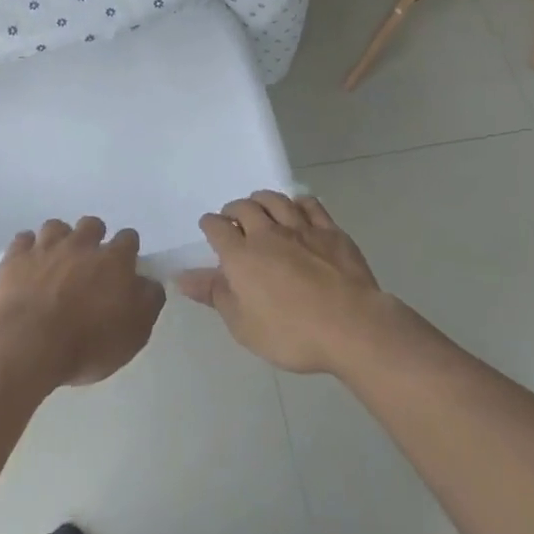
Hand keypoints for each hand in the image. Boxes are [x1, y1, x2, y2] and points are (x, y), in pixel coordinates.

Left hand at [0, 217, 165, 388]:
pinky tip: (27, 263)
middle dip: (93, 237)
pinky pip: (23, 239)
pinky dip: (27, 248)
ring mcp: (46, 246)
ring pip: (56, 226)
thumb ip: (147, 302)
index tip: (124, 265)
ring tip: (56, 260)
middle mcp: (81, 244)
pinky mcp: (17, 255)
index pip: (128, 239)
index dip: (127, 250)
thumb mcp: (134, 334)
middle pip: (92, 225)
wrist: (30, 343)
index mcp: (114, 261)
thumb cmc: (87, 344)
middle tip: (88, 262)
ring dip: (59, 239)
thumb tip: (149, 283)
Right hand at [178, 191, 402, 375]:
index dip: (210, 225)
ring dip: (262, 200)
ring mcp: (300, 228)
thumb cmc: (291, 333)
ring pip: (275, 200)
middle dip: (234, 210)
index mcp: (241, 255)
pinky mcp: (330, 231)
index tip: (210, 230)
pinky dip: (298, 202)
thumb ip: (214, 295)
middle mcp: (267, 233)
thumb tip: (182, 276)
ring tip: (260, 207)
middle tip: (234, 220)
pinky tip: (297, 209)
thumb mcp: (243, 324)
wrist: (352, 326)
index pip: (216, 227)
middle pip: (244, 207)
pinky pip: (310, 205)